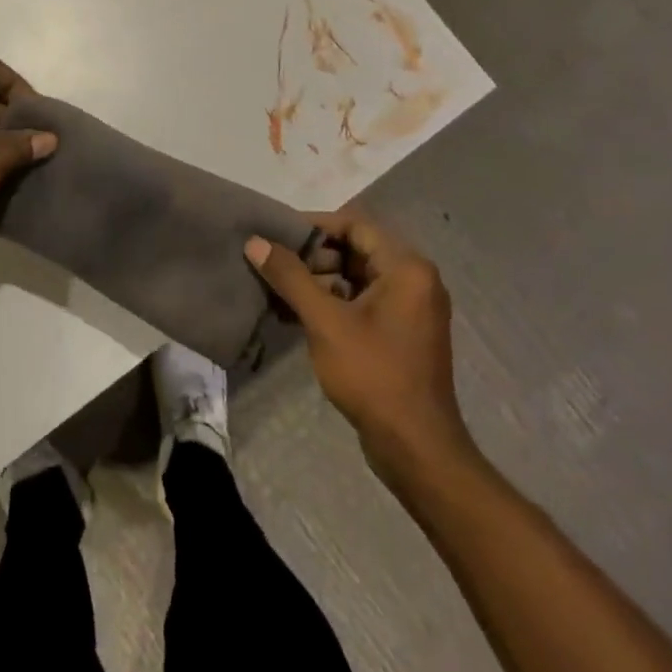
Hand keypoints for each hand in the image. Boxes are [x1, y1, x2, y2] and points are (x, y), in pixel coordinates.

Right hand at [245, 209, 473, 490]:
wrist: (416, 446)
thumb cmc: (374, 374)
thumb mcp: (325, 321)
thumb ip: (290, 277)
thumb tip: (255, 242)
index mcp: (407, 268)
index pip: (355, 225)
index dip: (314, 225)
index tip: (276, 234)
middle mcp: (415, 280)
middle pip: (356, 249)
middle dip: (313, 254)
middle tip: (273, 264)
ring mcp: (410, 309)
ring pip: (357, 277)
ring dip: (319, 279)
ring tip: (278, 288)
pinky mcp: (401, 333)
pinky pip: (363, 301)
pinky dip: (332, 301)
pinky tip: (297, 313)